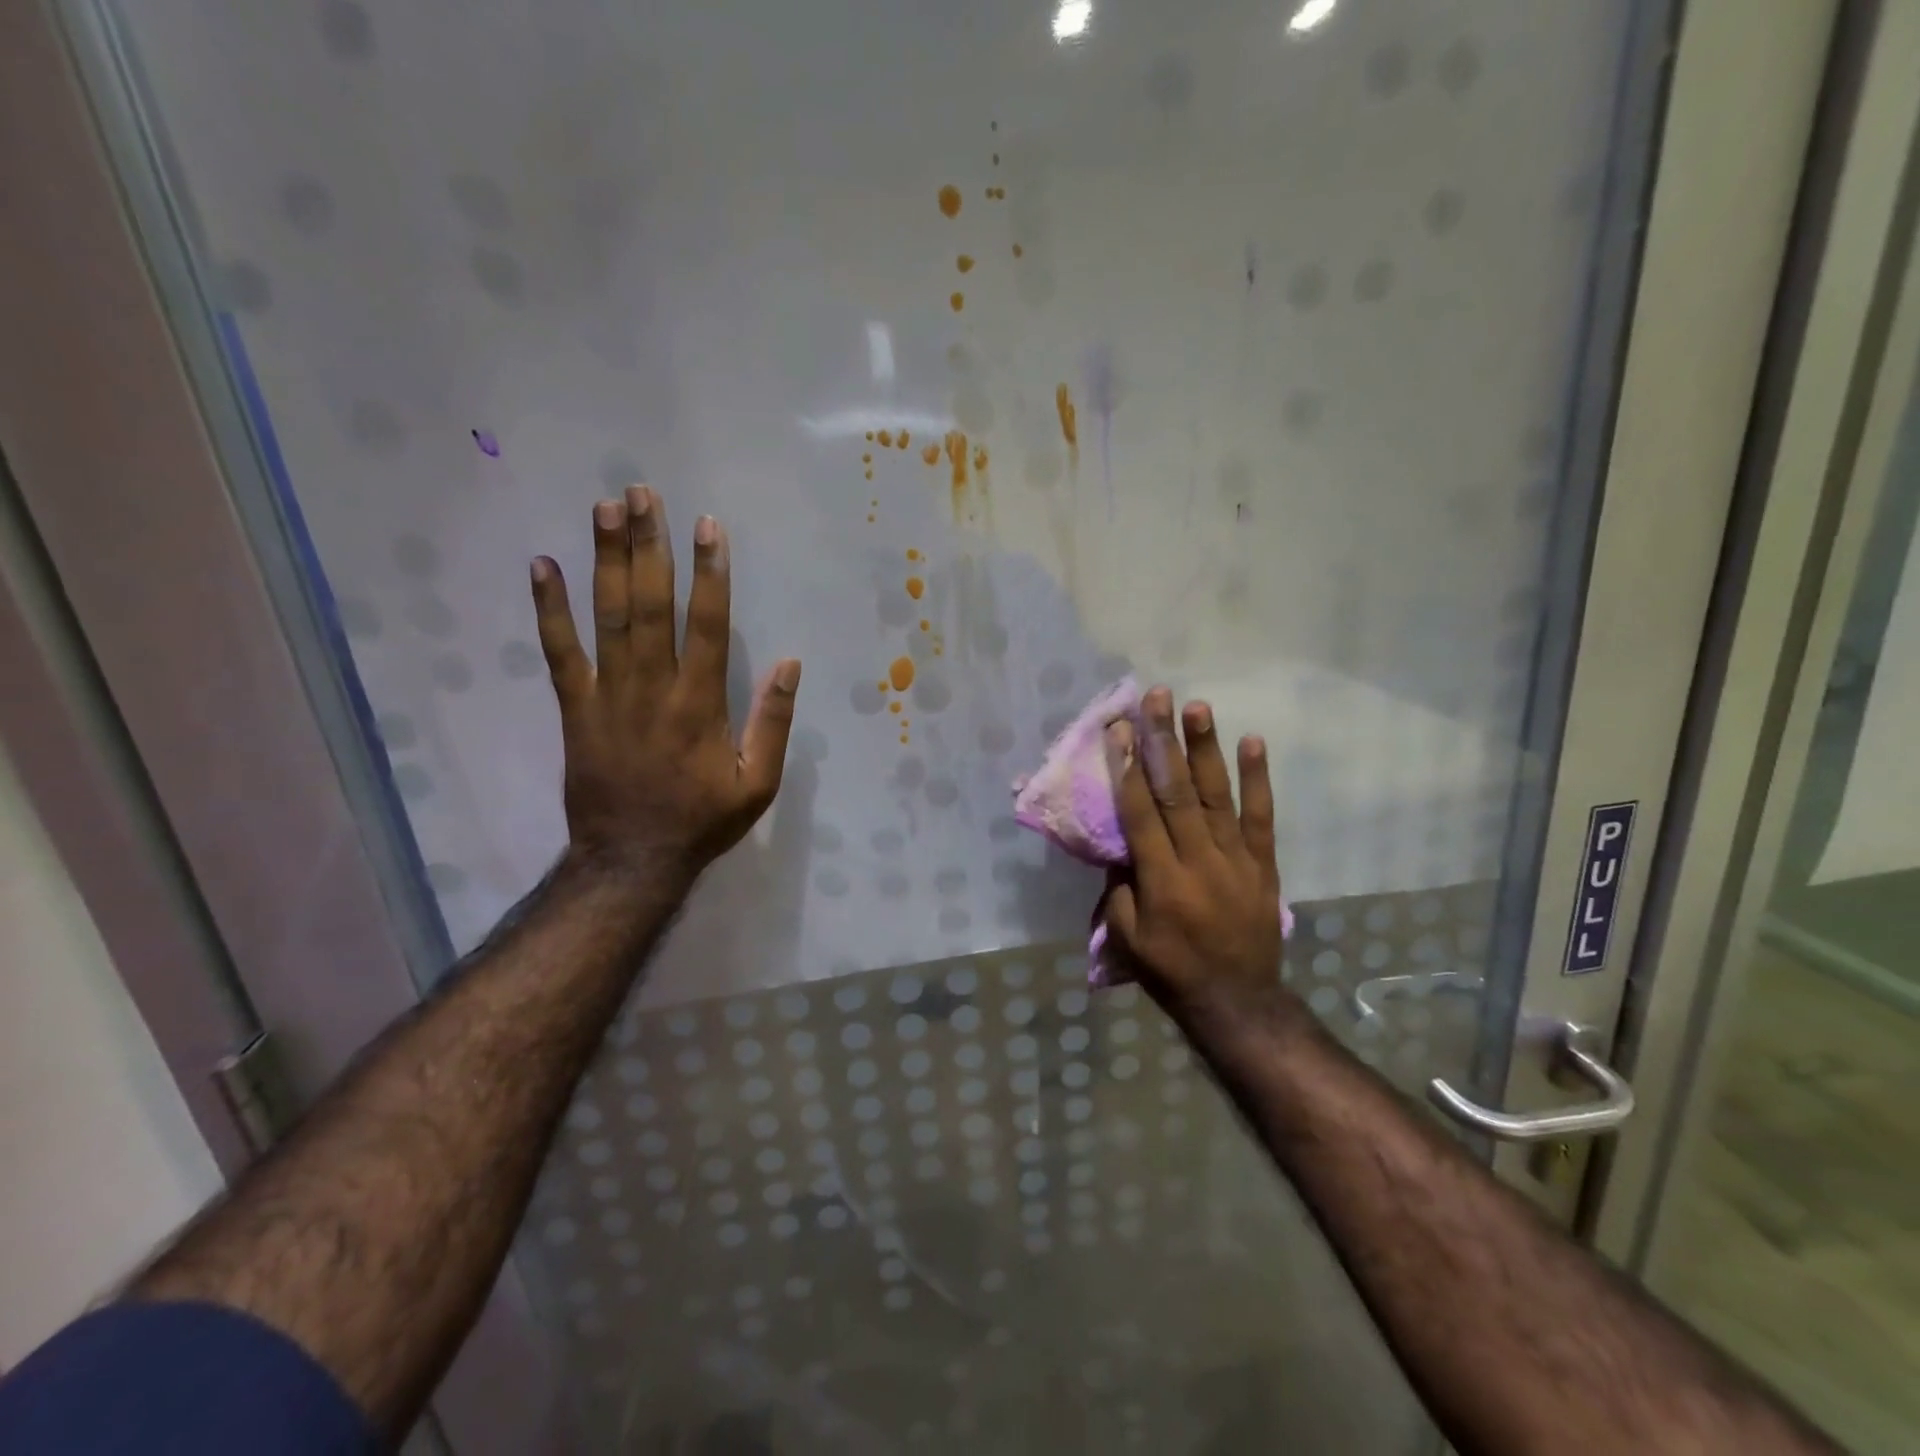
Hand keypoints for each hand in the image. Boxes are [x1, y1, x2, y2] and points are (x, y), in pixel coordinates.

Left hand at [529, 486, 800, 884]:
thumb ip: (774, 723)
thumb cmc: (702, 820)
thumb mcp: (758, 783)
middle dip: (649, 546)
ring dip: (606, 560)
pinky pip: (559, 653)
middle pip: (651, 605)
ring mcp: (608, 695)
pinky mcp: (574, 709)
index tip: (708, 526)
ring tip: (605, 508)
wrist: (632, 859)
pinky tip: (542, 565)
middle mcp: (653, 688)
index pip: (707, 625)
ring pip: (608, 617)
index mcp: (701, 704)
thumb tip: (791, 664)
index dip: (709, 573)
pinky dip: (549, 610)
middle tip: (643, 493)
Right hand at [1100, 687, 1291, 1022]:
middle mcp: (1198, 859)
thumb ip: (1119, 888)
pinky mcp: (1263, 863)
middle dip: (1164, 740)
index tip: (1119, 728)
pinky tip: (1252, 742)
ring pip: (1217, 794)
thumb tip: (1122, 846)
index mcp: (1160, 878)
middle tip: (1157, 699)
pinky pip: (1261, 816)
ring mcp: (1235, 858)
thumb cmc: (1171, 970)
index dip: (1127, 766)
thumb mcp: (1127, 938)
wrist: (1237, 1001)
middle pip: (1177, 790)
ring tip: (1198, 707)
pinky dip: (1257, 778)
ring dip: (1205, 748)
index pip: (1139, 811)